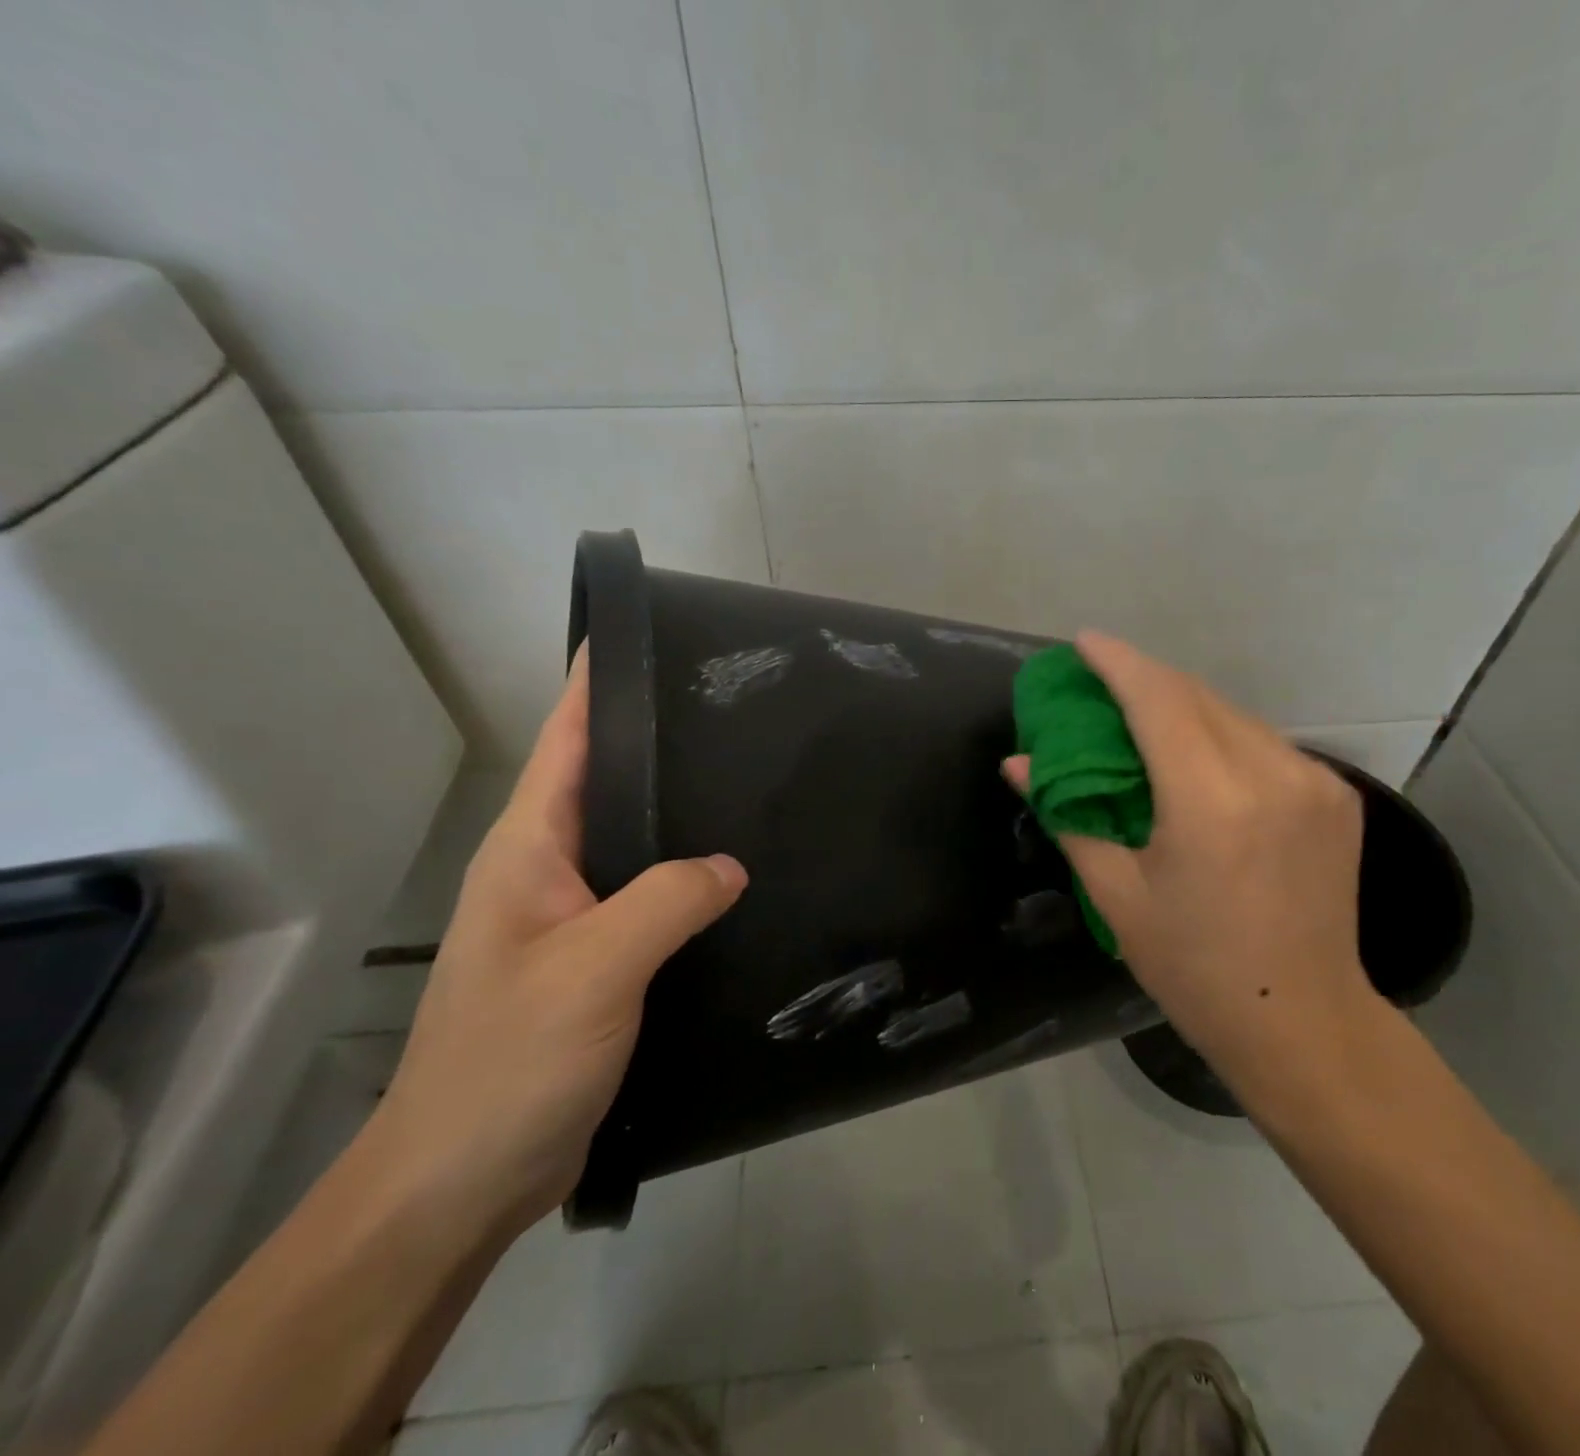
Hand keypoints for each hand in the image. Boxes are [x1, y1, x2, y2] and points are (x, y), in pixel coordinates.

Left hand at [365, 651, 746, 1238]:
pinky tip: (738, 883)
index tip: (650, 637)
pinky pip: (653, 899)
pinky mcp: (601, 962)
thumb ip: (666, 901)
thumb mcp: (594, 967)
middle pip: (608, 783)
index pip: (567, 742)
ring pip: (637, 843)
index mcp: (530, 849)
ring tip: (752, 783)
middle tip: (736, 708)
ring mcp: (574, 918)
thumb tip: (730, 864)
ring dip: (682, 813)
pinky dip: (691, 881)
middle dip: (660, 740)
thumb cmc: (510, 1061)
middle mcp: (549, 871)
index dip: (599, 685)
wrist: (463, 1180)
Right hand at [1006, 631, 1376, 1086]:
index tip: (1082, 642)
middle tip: (1101, 682)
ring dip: (1184, 705)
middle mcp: (1271, 773)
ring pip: (1234, 714)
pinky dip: (1221, 735)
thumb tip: (1019, 764)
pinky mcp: (1337, 796)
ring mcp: (1315, 781)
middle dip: (1145, 678)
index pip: (1158, 700)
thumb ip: (1069, 814)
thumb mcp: (1117, 894)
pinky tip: (1198, 758)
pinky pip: (1264, 742)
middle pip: (1196, 696)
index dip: (1117, 662)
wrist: (1303, 1020)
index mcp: (1211, 800)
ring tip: (1142, 718)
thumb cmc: (1194, 967)